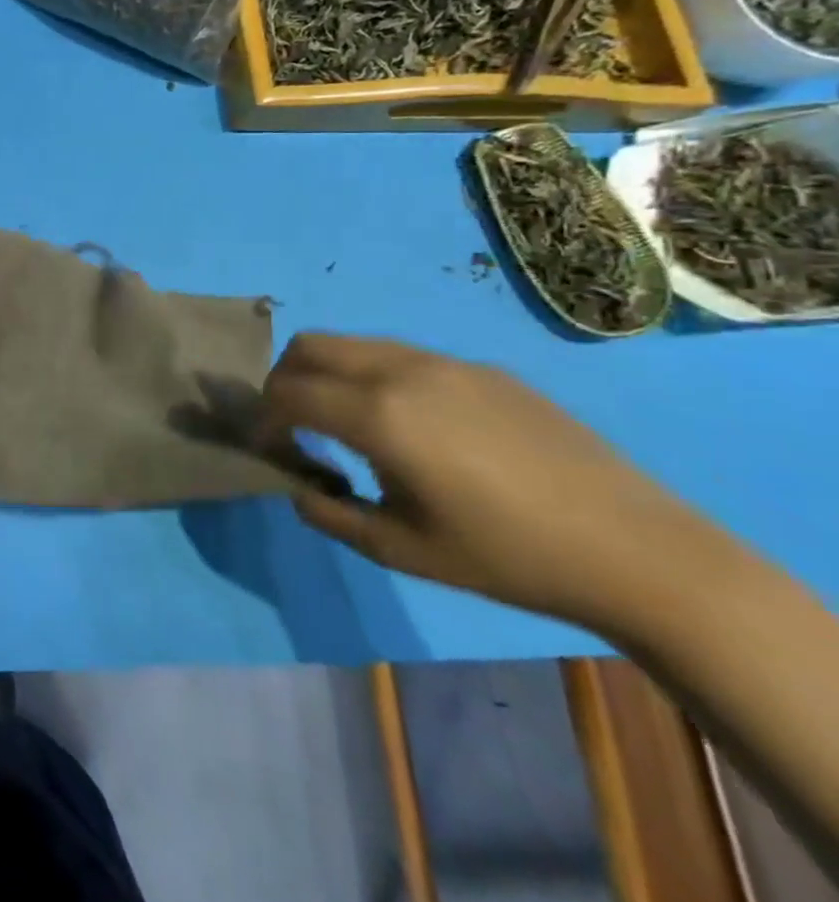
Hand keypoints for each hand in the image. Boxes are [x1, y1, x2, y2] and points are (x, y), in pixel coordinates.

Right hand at [264, 333, 726, 634]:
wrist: (638, 553)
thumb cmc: (507, 557)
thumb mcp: (400, 549)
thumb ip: (329, 512)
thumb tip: (298, 485)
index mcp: (378, 414)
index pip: (287, 392)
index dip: (263, 418)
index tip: (268, 447)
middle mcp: (402, 371)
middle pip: (310, 346)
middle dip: (284, 379)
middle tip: (293, 422)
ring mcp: (447, 364)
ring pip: (356, 344)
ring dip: (330, 373)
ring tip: (347, 422)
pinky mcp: (483, 370)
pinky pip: (404, 357)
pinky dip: (376, 377)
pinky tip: (412, 426)